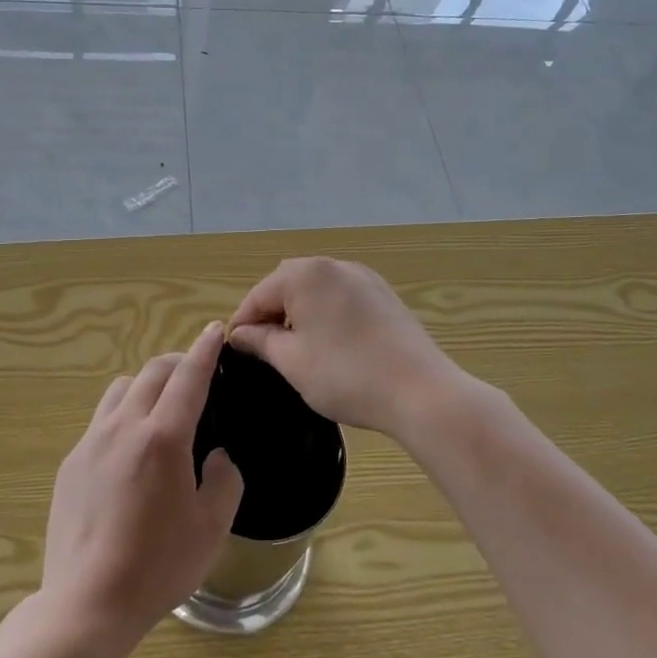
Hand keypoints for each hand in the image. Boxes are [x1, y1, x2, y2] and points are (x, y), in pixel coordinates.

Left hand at [40, 322, 244, 652]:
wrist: (87, 602)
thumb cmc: (158, 567)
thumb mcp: (212, 528)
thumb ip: (224, 480)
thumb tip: (216, 456)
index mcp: (162, 438)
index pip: (188, 377)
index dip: (204, 350)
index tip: (214, 330)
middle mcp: (123, 427)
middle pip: (151, 372)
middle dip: (178, 363)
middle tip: (196, 374)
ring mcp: (91, 442)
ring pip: (121, 389)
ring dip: (146, 384)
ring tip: (161, 408)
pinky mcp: (71, 462)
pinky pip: (101, 420)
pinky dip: (123, 414)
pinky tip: (130, 451)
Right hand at [227, 258, 470, 441]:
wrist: (420, 392)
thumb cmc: (345, 375)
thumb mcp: (292, 361)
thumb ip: (261, 341)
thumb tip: (241, 334)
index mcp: (305, 274)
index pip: (259, 295)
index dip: (243, 324)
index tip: (235, 353)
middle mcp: (334, 265)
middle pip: (287, 285)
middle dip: (271, 314)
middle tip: (264, 351)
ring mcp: (363, 277)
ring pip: (316, 290)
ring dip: (299, 313)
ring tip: (297, 350)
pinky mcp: (384, 295)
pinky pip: (342, 297)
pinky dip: (327, 314)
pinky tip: (331, 345)